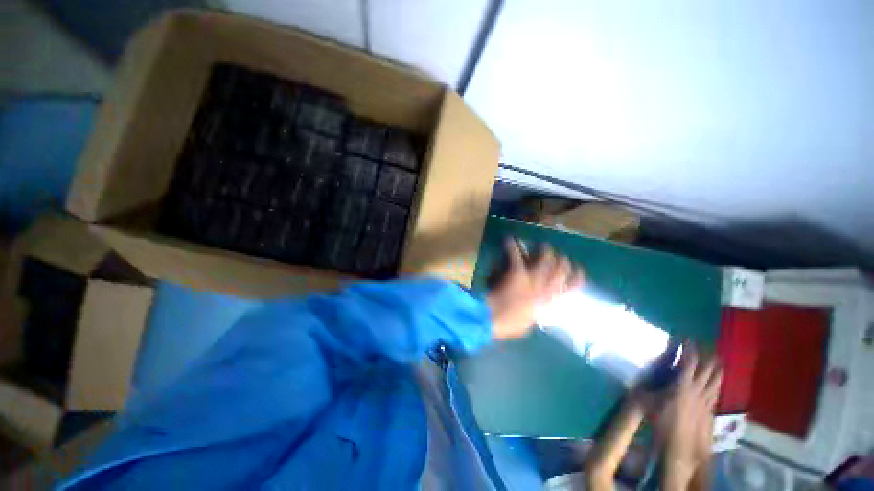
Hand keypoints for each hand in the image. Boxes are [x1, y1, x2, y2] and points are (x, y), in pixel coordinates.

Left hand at [486, 239, 583, 339]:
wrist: (493, 318)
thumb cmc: (509, 325)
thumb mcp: (526, 324)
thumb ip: (532, 314)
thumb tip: (533, 310)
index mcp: (546, 302)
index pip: (568, 289)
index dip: (576, 278)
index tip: (579, 271)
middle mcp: (543, 288)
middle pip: (560, 271)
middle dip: (562, 262)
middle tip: (561, 256)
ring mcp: (530, 278)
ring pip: (545, 260)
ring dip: (545, 252)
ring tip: (545, 246)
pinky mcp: (516, 271)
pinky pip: (516, 255)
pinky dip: (511, 246)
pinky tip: (509, 239)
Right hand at [656, 347, 720, 488]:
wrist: (681, 446)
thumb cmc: (662, 421)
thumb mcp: (649, 402)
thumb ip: (648, 386)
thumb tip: (640, 376)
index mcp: (682, 384)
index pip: (689, 362)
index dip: (689, 348)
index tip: (686, 338)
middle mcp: (698, 389)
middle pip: (708, 369)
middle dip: (707, 355)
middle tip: (704, 345)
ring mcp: (706, 399)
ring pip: (716, 379)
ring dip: (716, 368)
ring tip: (716, 358)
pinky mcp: (709, 408)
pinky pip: (716, 391)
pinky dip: (716, 382)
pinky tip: (716, 382)